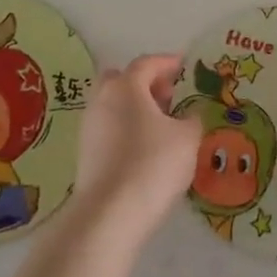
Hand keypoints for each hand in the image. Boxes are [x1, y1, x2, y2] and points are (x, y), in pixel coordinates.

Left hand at [71, 53, 200, 243]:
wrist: (110, 214)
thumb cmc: (153, 164)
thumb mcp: (187, 139)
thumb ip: (192, 120)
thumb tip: (189, 115)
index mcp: (126, 86)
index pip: (147, 63)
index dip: (166, 62)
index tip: (182, 65)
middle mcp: (102, 99)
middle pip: (121, 79)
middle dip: (144, 83)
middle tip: (167, 96)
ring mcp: (89, 126)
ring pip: (112, 104)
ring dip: (134, 107)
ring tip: (159, 125)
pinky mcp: (85, 153)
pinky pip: (107, 128)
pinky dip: (124, 128)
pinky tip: (143, 148)